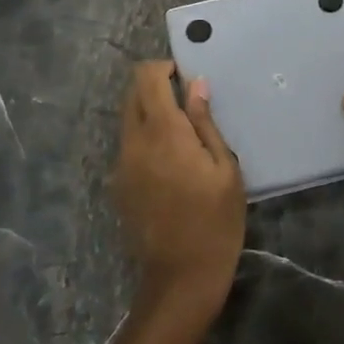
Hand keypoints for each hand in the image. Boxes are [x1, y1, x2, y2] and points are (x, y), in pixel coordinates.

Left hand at [113, 61, 246, 317]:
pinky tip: (169, 163)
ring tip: (181, 134)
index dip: (164, 68)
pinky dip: (144, 138)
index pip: (147, 78)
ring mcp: (121, 164)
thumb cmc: (216, 220)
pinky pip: (128, 146)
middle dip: (155, 87)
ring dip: (149, 113)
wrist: (181, 276)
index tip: (186, 76)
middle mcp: (134, 141)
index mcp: (164, 132)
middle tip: (186, 101)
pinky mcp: (118, 185)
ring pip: (128, 120)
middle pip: (132, 94)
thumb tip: (196, 85)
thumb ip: (206, 122)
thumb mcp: (225, 168)